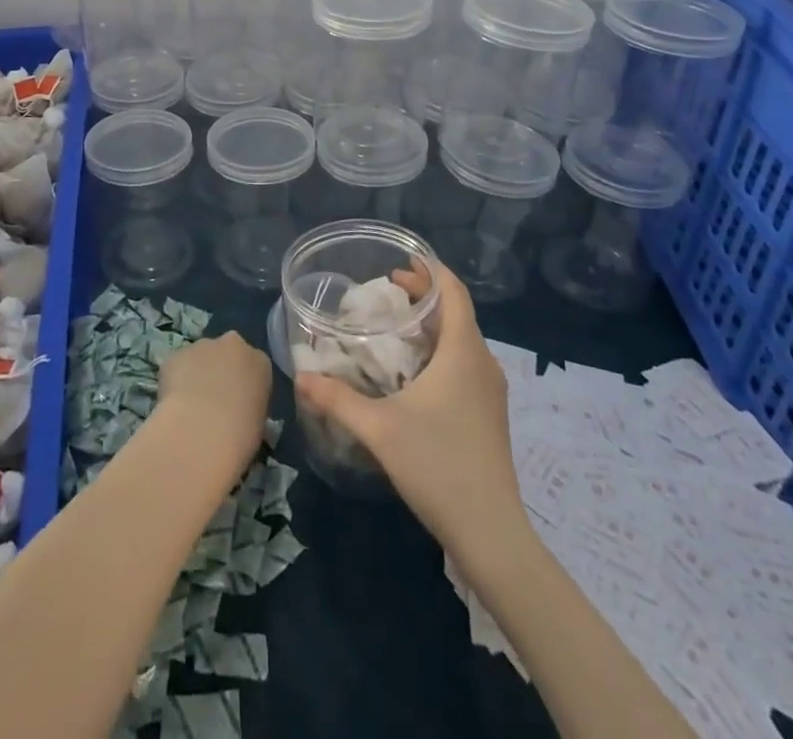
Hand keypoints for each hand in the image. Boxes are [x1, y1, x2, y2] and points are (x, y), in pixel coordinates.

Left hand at [156, 333, 272, 469]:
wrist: (201, 432)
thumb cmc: (240, 435)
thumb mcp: (258, 424)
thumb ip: (249, 406)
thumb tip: (237, 411)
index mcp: (259, 362)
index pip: (254, 367)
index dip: (243, 385)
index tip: (237, 404)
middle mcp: (233, 345)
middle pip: (226, 353)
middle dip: (219, 370)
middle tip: (213, 401)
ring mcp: (202, 346)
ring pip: (199, 357)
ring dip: (196, 374)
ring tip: (189, 407)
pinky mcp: (175, 355)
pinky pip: (176, 366)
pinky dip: (174, 380)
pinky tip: (173, 405)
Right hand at [295, 261, 522, 548]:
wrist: (490, 531)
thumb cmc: (438, 465)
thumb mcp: (379, 429)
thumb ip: (338, 399)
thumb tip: (301, 378)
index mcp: (463, 352)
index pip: (454, 293)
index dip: (431, 271)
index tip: (402, 261)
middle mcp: (483, 363)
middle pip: (457, 313)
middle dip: (425, 297)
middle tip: (387, 292)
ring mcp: (491, 391)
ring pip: (462, 341)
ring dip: (433, 326)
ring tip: (397, 327)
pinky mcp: (489, 415)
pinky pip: (466, 364)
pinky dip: (441, 352)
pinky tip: (415, 373)